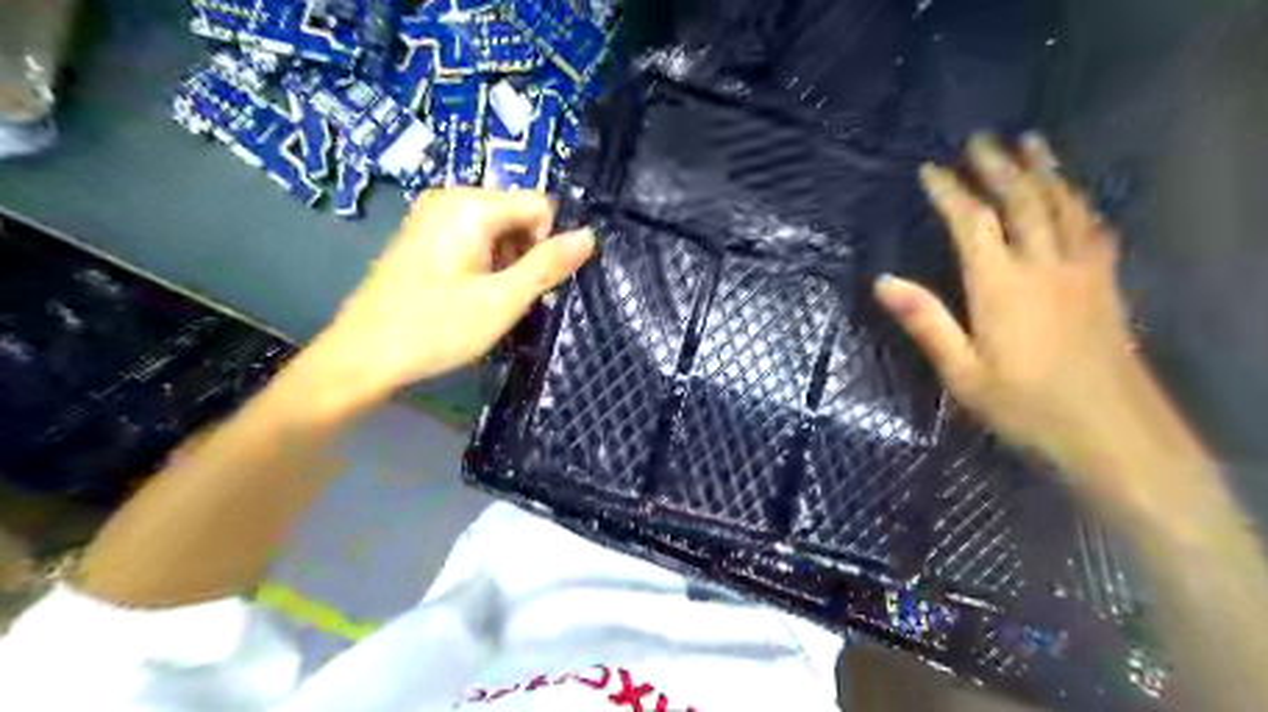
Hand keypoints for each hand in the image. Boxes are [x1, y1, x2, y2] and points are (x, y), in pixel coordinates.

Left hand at [313, 189, 596, 398]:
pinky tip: (471, 296)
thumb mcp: (502, 300)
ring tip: (490, 301)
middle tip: (510, 296)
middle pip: (517, 214)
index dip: (547, 243)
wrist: (362, 356)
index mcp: (470, 206)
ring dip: (507, 263)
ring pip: (497, 229)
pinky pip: (473, 239)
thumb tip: (589, 236)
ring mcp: (432, 217)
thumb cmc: (435, 328)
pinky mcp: (423, 238)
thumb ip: (548, 265)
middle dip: (526, 253)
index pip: (539, 205)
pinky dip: (485, 264)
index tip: (531, 283)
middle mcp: (450, 199)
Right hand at [879, 135, 1146, 477]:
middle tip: (981, 139)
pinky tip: (1078, 196)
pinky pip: (1095, 229)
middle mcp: (1044, 266)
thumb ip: (926, 322)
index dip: (950, 192)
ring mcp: (1083, 272)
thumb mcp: (962, 373)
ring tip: (1032, 143)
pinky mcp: (1107, 285)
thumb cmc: (1026, 407)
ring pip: (1064, 206)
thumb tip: (883, 281)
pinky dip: (1081, 203)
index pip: (972, 224)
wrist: (1114, 434)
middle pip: (1022, 201)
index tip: (930, 170)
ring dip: (1045, 171)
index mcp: (1001, 286)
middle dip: (998, 167)